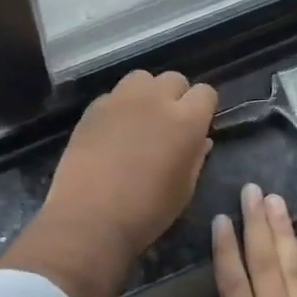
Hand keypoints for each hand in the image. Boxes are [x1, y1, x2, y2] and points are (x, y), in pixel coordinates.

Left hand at [0, 70, 216, 296]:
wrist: (90, 218)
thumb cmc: (146, 212)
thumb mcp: (183, 190)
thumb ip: (195, 158)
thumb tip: (201, 140)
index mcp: (186, 121)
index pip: (206, 93)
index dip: (204, 107)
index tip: (198, 125)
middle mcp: (156, 100)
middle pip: (174, 79)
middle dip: (176, 96)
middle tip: (169, 123)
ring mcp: (121, 100)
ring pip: (142, 78)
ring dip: (147, 93)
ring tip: (141, 119)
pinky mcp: (93, 108)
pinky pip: (114, 95)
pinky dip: (119, 106)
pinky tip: (113, 131)